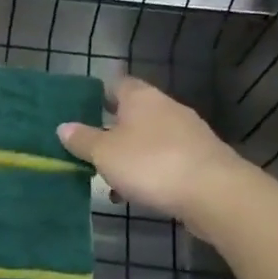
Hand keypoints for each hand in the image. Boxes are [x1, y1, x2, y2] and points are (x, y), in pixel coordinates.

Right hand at [58, 75, 250, 221]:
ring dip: (130, 156)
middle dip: (113, 131)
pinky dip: (149, 172)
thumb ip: (83, 140)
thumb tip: (63, 126)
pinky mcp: (200, 158)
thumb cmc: (151, 164)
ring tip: (110, 179)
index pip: (117, 85)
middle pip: (134, 114)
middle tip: (90, 150)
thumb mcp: (105, 153)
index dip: (99, 95)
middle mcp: (166, 108)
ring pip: (149, 139)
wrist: (214, 192)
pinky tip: (137, 193)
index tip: (81, 111)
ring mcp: (188, 133)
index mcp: (141, 98)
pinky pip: (166, 160)